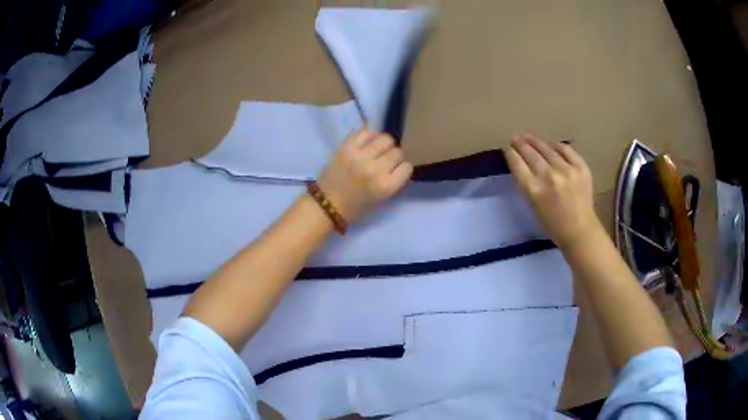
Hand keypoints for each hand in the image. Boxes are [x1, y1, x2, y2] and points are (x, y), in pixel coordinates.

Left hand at [317, 129, 412, 221]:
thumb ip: (394, 182)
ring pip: (385, 138)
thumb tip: (402, 166)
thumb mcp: (381, 200)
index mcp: (386, 186)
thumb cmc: (356, 207)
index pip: (407, 167)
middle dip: (394, 156)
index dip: (402, 168)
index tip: (396, 170)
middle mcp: (375, 169)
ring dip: (384, 144)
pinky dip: (369, 136)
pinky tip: (366, 143)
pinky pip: (365, 132)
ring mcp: (360, 156)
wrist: (326, 204)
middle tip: (385, 160)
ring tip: (377, 149)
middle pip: (397, 151)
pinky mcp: (346, 147)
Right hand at [505, 132, 602, 251]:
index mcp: (534, 190)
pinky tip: (549, 142)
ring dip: (535, 139)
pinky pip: (565, 150)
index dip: (510, 152)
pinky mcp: (580, 167)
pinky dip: (556, 145)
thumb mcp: (533, 206)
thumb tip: (522, 163)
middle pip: (530, 153)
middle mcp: (549, 177)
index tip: (506, 147)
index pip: (517, 164)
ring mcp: (566, 170)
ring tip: (528, 135)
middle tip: (515, 137)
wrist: (580, 231)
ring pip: (547, 148)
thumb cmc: (553, 225)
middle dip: (520, 143)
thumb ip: (527, 184)